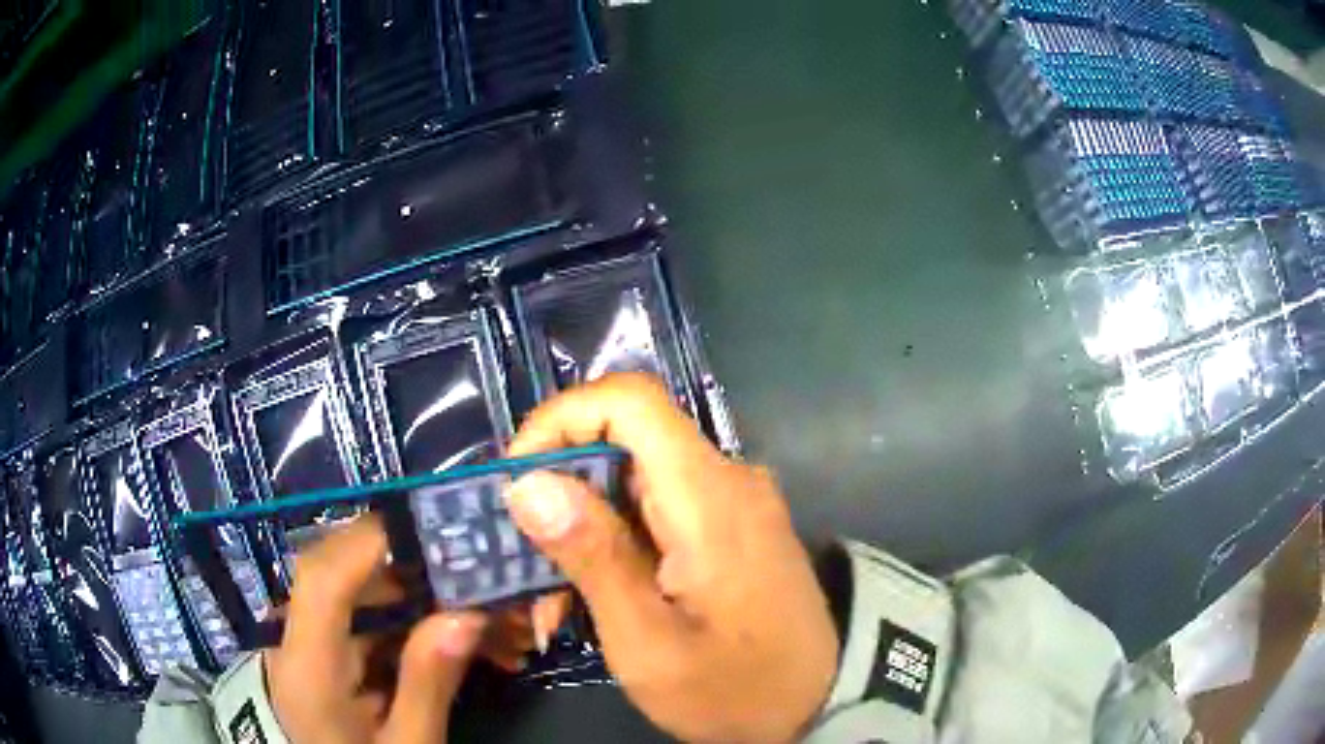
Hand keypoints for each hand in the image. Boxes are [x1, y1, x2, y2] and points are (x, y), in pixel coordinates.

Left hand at [263, 516, 486, 743]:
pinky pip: (365, 621)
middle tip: (484, 584)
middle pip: (344, 575)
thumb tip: (465, 614)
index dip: (372, 541)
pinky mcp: (323, 651)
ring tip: (488, 624)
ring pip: (361, 595)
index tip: (437, 527)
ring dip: (423, 600)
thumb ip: (427, 684)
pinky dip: (411, 624)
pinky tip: (457, 644)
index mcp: (308, 666)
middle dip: (416, 570)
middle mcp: (296, 639)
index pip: (323, 576)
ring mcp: (307, 642)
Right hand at [507, 374, 838, 742]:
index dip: (561, 419)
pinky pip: (659, 509)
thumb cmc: (735, 688)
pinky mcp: (731, 527)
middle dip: (560, 492)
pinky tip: (598, 597)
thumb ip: (593, 557)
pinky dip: (617, 542)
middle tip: (524, 562)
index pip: (629, 400)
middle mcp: (726, 479)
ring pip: (634, 480)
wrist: (820, 704)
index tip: (516, 481)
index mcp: (709, 496)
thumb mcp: (650, 642)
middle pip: (624, 441)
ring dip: (584, 528)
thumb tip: (528, 482)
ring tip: (555, 602)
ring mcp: (733, 502)